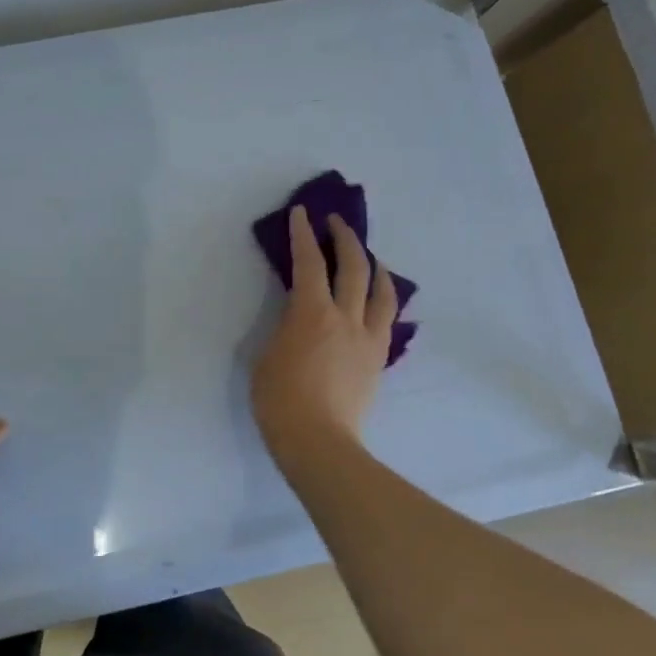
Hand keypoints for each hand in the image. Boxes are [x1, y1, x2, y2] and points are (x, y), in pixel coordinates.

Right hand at [251, 206, 399, 465]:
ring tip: (368, 256)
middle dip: (344, 239)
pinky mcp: (378, 359)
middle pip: (353, 267)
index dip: (303, 235)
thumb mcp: (267, 354)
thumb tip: (298, 316)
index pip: (309, 263)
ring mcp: (369, 339)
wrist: (318, 441)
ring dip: (374, 265)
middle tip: (335, 222)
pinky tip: (378, 299)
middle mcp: (346, 318)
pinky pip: (387, 319)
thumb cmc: (279, 399)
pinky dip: (383, 299)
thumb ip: (285, 327)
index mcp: (312, 313)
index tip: (302, 213)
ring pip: (382, 291)